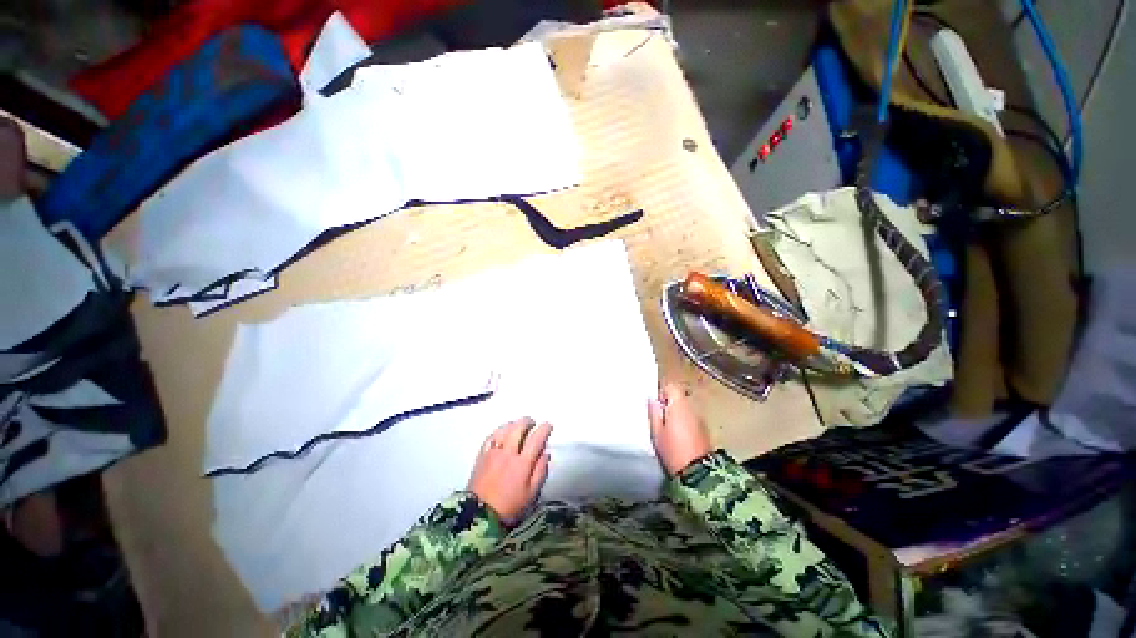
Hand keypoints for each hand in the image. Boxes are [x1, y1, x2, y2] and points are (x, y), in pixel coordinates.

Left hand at [468, 418, 550, 524]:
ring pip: (504, 429)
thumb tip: (546, 453)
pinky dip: (499, 430)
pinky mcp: (481, 456)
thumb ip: (540, 471)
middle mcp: (508, 453)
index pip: (535, 439)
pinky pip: (491, 436)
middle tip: (532, 423)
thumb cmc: (510, 507)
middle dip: (527, 421)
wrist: (480, 516)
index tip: (548, 425)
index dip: (544, 429)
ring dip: (513, 424)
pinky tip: (502, 432)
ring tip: (518, 425)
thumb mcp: (531, 494)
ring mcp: (493, 452)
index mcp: (522, 463)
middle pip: (518, 428)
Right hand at [648, 382, 710, 474]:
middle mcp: (692, 408)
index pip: (672, 387)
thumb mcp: (657, 432)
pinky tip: (678, 436)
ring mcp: (700, 419)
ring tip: (668, 428)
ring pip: (686, 408)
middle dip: (669, 404)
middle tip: (659, 417)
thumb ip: (654, 413)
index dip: (662, 392)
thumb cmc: (673, 450)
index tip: (656, 404)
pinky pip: (692, 419)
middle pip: (679, 397)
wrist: (697, 473)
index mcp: (679, 405)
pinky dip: (685, 422)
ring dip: (677, 413)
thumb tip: (652, 400)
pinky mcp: (705, 431)